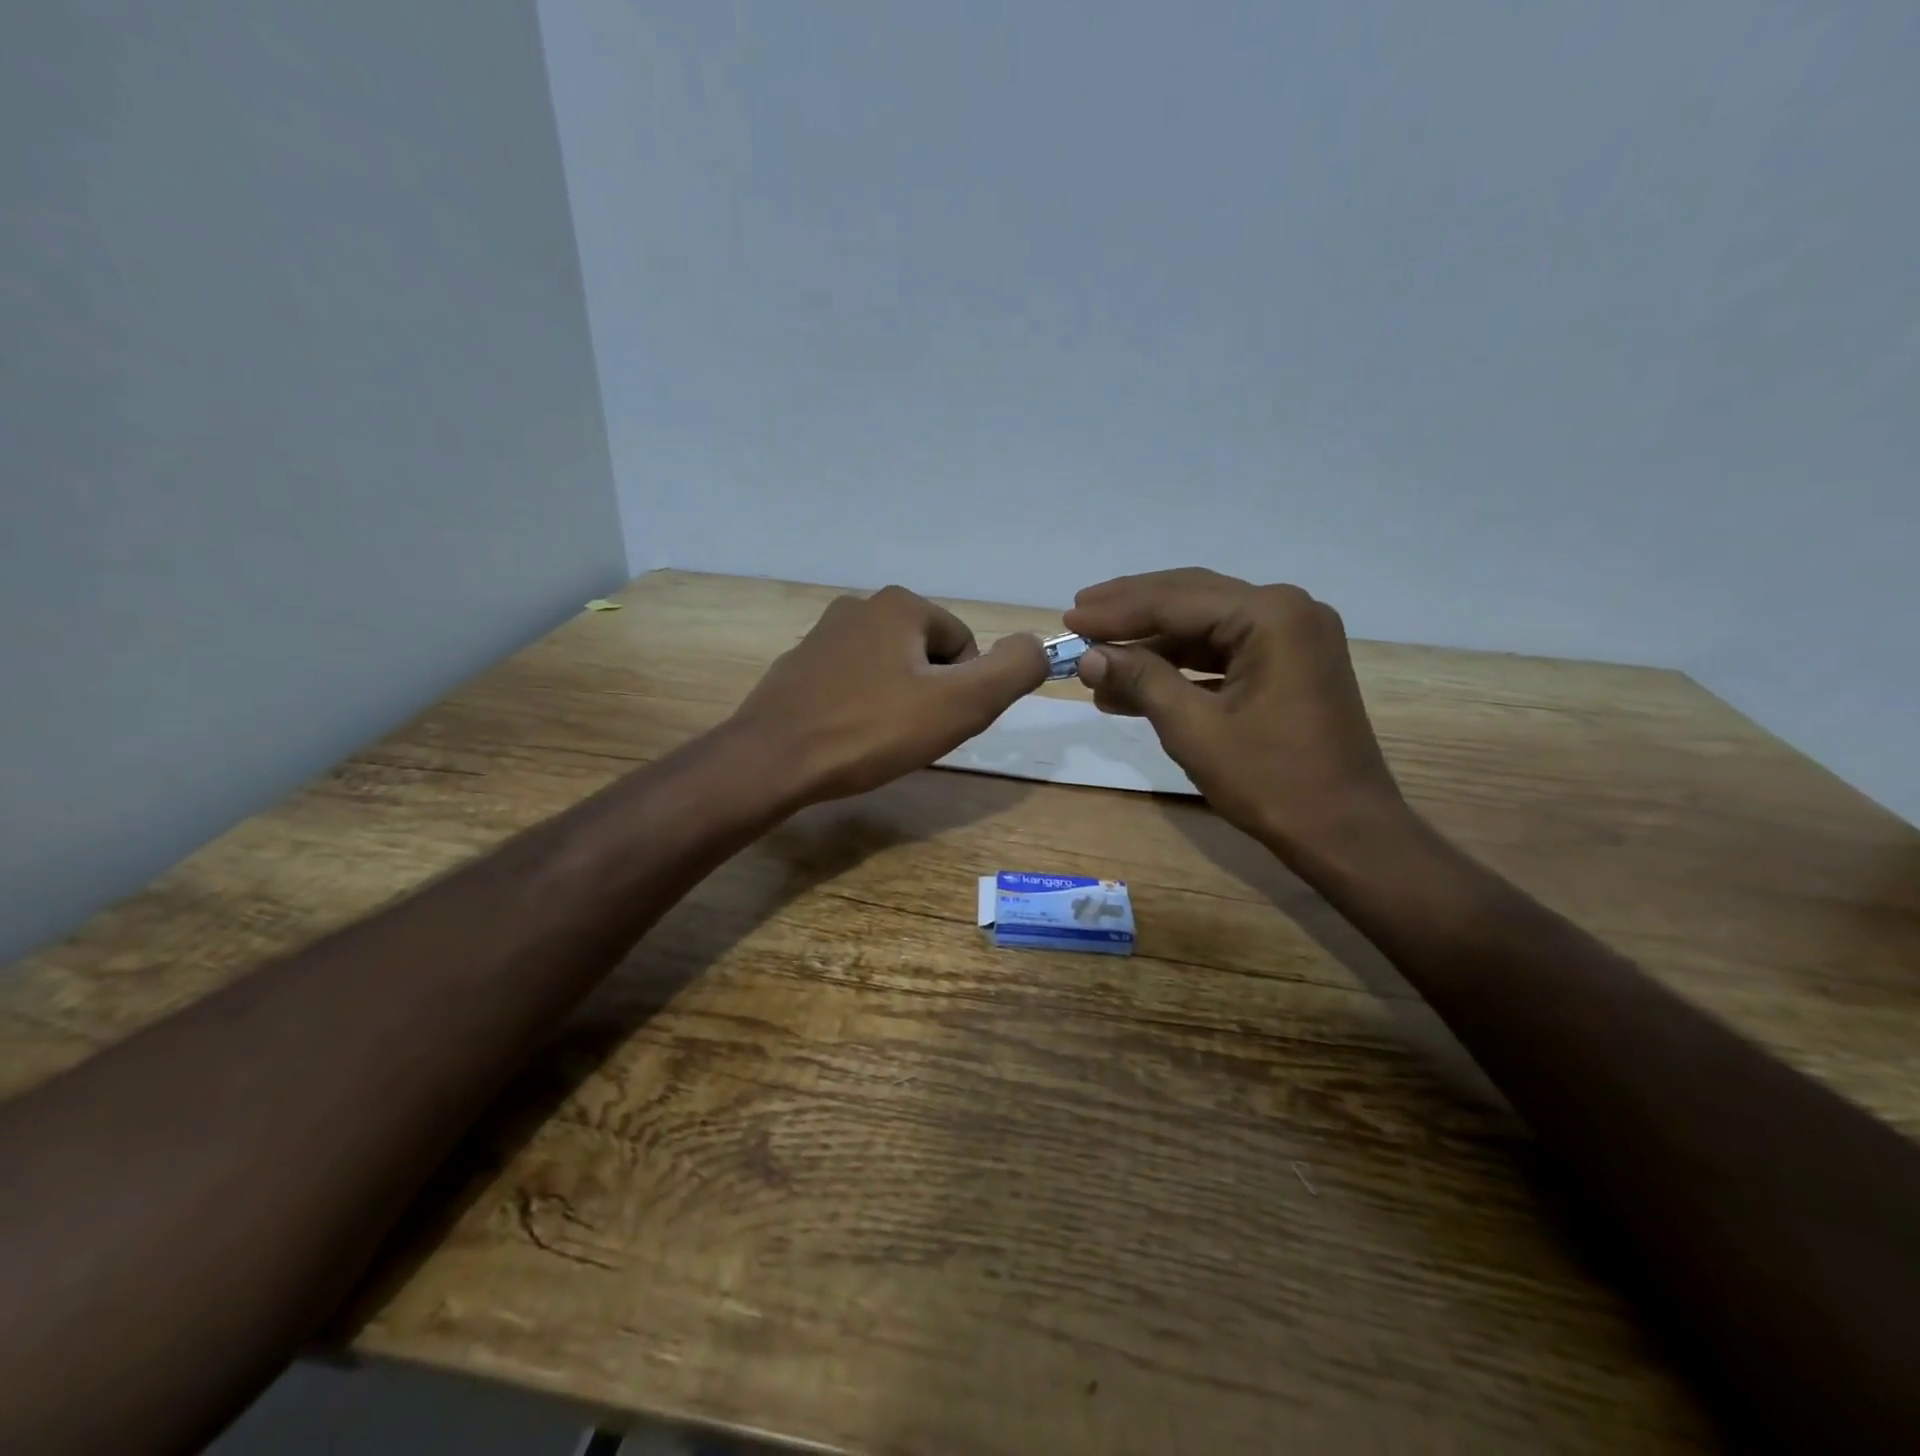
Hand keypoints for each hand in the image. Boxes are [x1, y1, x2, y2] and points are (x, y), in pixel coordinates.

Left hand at [731, 585, 1047, 805]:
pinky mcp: (797, 666)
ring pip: (890, 670)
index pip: (964, 646)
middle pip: (927, 656)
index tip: (939, 724)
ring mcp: (822, 635)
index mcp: (901, 606)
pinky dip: (861, 707)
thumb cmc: (872, 731)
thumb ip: (1014, 670)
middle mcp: (860, 606)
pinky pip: (852, 683)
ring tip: (878, 740)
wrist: (773, 760)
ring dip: (897, 703)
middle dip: (930, 696)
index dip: (964, 691)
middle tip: (910, 736)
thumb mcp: (962, 704)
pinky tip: (847, 737)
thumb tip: (1039, 644)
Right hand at [1064, 568, 1408, 862]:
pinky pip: (1223, 653)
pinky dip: (1180, 668)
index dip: (1116, 611)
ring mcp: (1292, 638)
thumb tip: (1088, 655)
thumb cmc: (1271, 781)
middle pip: (1191, 599)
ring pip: (1205, 627)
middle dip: (1131, 613)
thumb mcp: (1194, 729)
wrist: (1345, 833)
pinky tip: (1136, 687)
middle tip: (1078, 617)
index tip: (1068, 617)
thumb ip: (1141, 680)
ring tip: (1096, 663)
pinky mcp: (1289, 666)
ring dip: (1151, 647)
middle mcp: (1286, 611)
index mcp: (1270, 616)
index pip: (1176, 600)